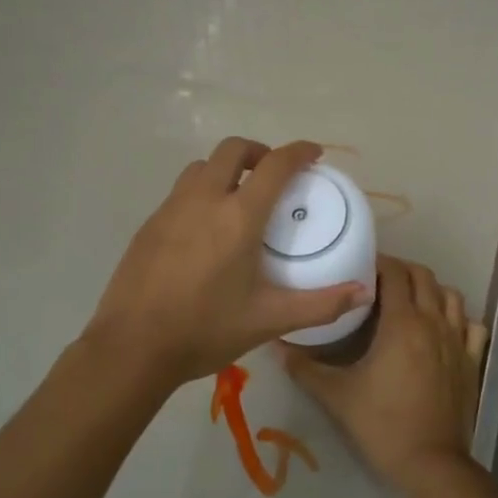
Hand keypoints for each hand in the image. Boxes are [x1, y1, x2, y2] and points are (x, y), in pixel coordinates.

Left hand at [85, 137, 372, 388]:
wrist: (132, 347)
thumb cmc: (205, 330)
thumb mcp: (269, 319)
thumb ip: (321, 304)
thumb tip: (364, 293)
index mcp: (238, 217)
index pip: (275, 166)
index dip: (298, 152)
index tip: (313, 154)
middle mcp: (203, 200)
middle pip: (232, 150)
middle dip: (258, 152)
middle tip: (273, 176)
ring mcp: (170, 209)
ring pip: (201, 167)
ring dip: (225, 169)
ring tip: (239, 198)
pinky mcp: (149, 225)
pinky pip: (180, 192)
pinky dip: (201, 192)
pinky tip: (205, 230)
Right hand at [280, 256, 488, 496]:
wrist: (430, 462)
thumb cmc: (381, 424)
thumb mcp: (336, 395)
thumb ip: (304, 368)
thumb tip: (275, 346)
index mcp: (402, 323)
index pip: (394, 273)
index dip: (378, 263)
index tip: (359, 268)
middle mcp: (433, 322)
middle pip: (423, 276)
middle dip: (402, 271)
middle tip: (378, 282)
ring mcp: (458, 341)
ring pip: (451, 296)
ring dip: (430, 290)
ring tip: (409, 301)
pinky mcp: (472, 361)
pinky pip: (472, 326)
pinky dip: (458, 318)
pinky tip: (443, 328)